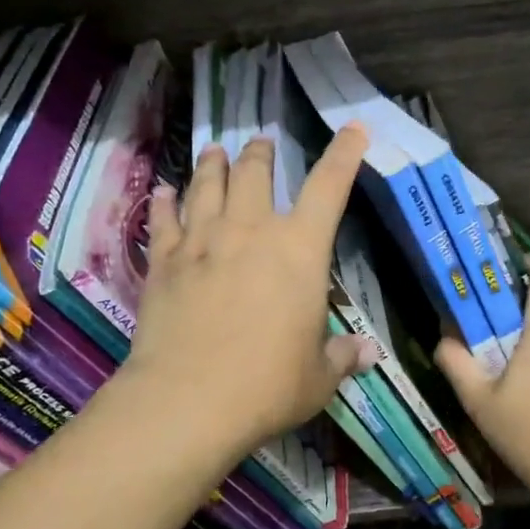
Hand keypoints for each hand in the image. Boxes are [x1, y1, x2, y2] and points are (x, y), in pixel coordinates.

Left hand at [121, 125, 378, 462]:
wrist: (188, 400)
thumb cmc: (267, 386)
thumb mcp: (318, 377)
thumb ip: (341, 357)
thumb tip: (366, 353)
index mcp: (299, 249)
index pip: (329, 187)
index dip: (344, 154)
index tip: (353, 128)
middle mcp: (250, 231)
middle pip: (255, 173)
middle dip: (261, 152)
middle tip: (261, 142)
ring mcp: (202, 241)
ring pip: (207, 186)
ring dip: (213, 164)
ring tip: (215, 151)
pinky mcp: (165, 262)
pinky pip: (164, 220)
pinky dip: (165, 202)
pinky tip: (163, 191)